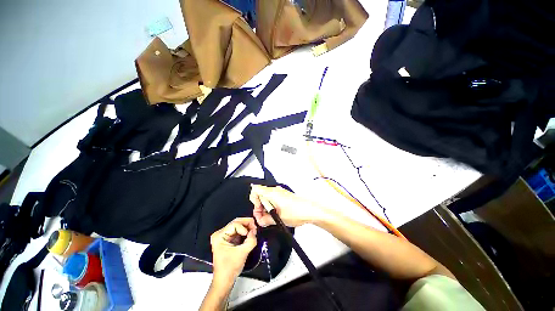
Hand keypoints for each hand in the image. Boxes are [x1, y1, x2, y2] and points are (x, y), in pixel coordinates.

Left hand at [210, 218, 257, 284]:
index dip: (244, 227)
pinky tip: (250, 234)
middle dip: (247, 224)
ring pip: (238, 225)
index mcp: (219, 236)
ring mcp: (224, 236)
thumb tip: (255, 231)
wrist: (224, 281)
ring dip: (247, 227)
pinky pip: (238, 231)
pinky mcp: (229, 239)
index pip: (234, 224)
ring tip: (254, 232)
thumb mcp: (242, 253)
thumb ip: (250, 240)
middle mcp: (220, 233)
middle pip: (236, 222)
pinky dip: (245, 231)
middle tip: (255, 228)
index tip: (251, 234)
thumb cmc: (230, 268)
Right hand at [250, 185, 323, 227]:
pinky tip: (276, 213)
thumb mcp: (278, 219)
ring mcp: (279, 192)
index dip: (254, 200)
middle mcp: (275, 190)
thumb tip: (260, 220)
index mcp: (272, 193)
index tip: (259, 210)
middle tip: (264, 217)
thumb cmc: (297, 212)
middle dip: (259, 206)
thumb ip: (265, 220)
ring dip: (265, 207)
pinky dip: (271, 205)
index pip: (255, 190)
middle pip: (260, 195)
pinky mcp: (283, 195)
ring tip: (271, 217)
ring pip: (266, 197)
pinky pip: (272, 198)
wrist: (310, 210)